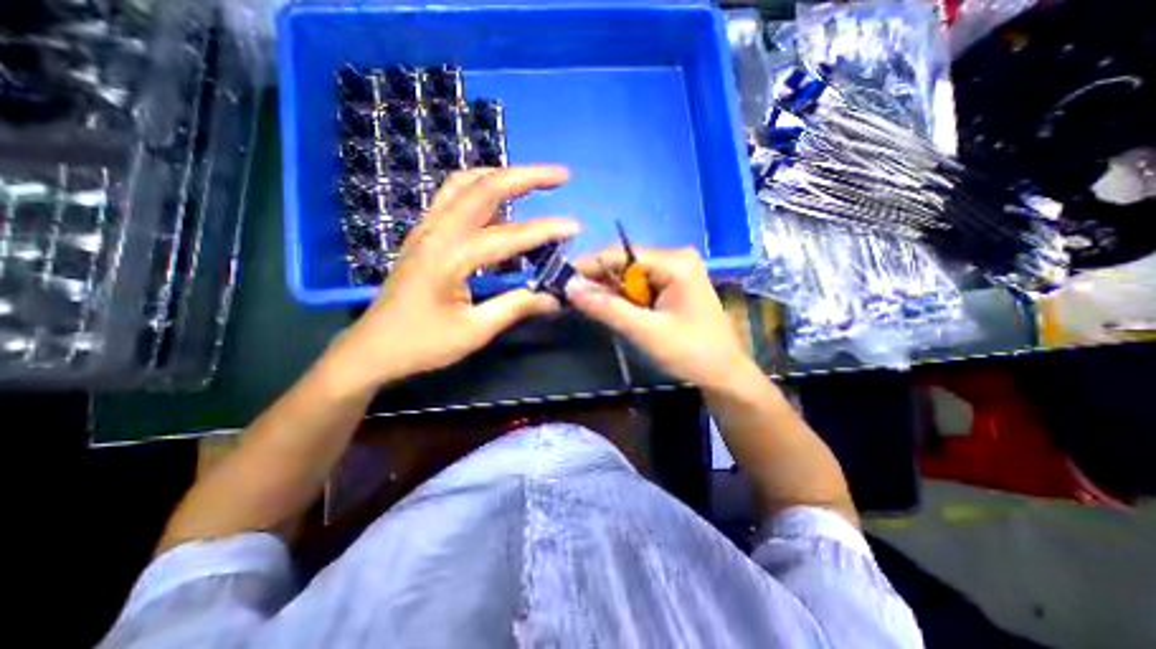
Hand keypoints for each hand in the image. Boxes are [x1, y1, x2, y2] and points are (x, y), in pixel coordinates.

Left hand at [322, 164, 573, 393]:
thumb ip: (516, 308)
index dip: (545, 230)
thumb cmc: (422, 345)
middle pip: (483, 188)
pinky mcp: (423, 235)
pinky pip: (452, 197)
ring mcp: (426, 230)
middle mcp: (436, 233)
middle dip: (525, 176)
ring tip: (530, 181)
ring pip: (463, 184)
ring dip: (500, 176)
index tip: (575, 227)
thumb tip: (554, 299)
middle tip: (559, 175)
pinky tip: (498, 203)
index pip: (508, 237)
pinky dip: (480, 189)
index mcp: (449, 259)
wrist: (372, 349)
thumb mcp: (474, 332)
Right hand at [566, 245, 754, 389]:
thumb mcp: (645, 332)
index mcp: (674, 262)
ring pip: (628, 275)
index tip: (561, 282)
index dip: (588, 267)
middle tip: (574, 302)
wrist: (723, 373)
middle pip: (623, 263)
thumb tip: (569, 287)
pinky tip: (615, 312)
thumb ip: (607, 308)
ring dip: (610, 293)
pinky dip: (623, 299)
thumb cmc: (691, 353)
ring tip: (592, 310)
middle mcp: (674, 258)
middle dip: (600, 283)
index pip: (619, 254)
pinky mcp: (672, 284)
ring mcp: (674, 271)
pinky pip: (638, 285)